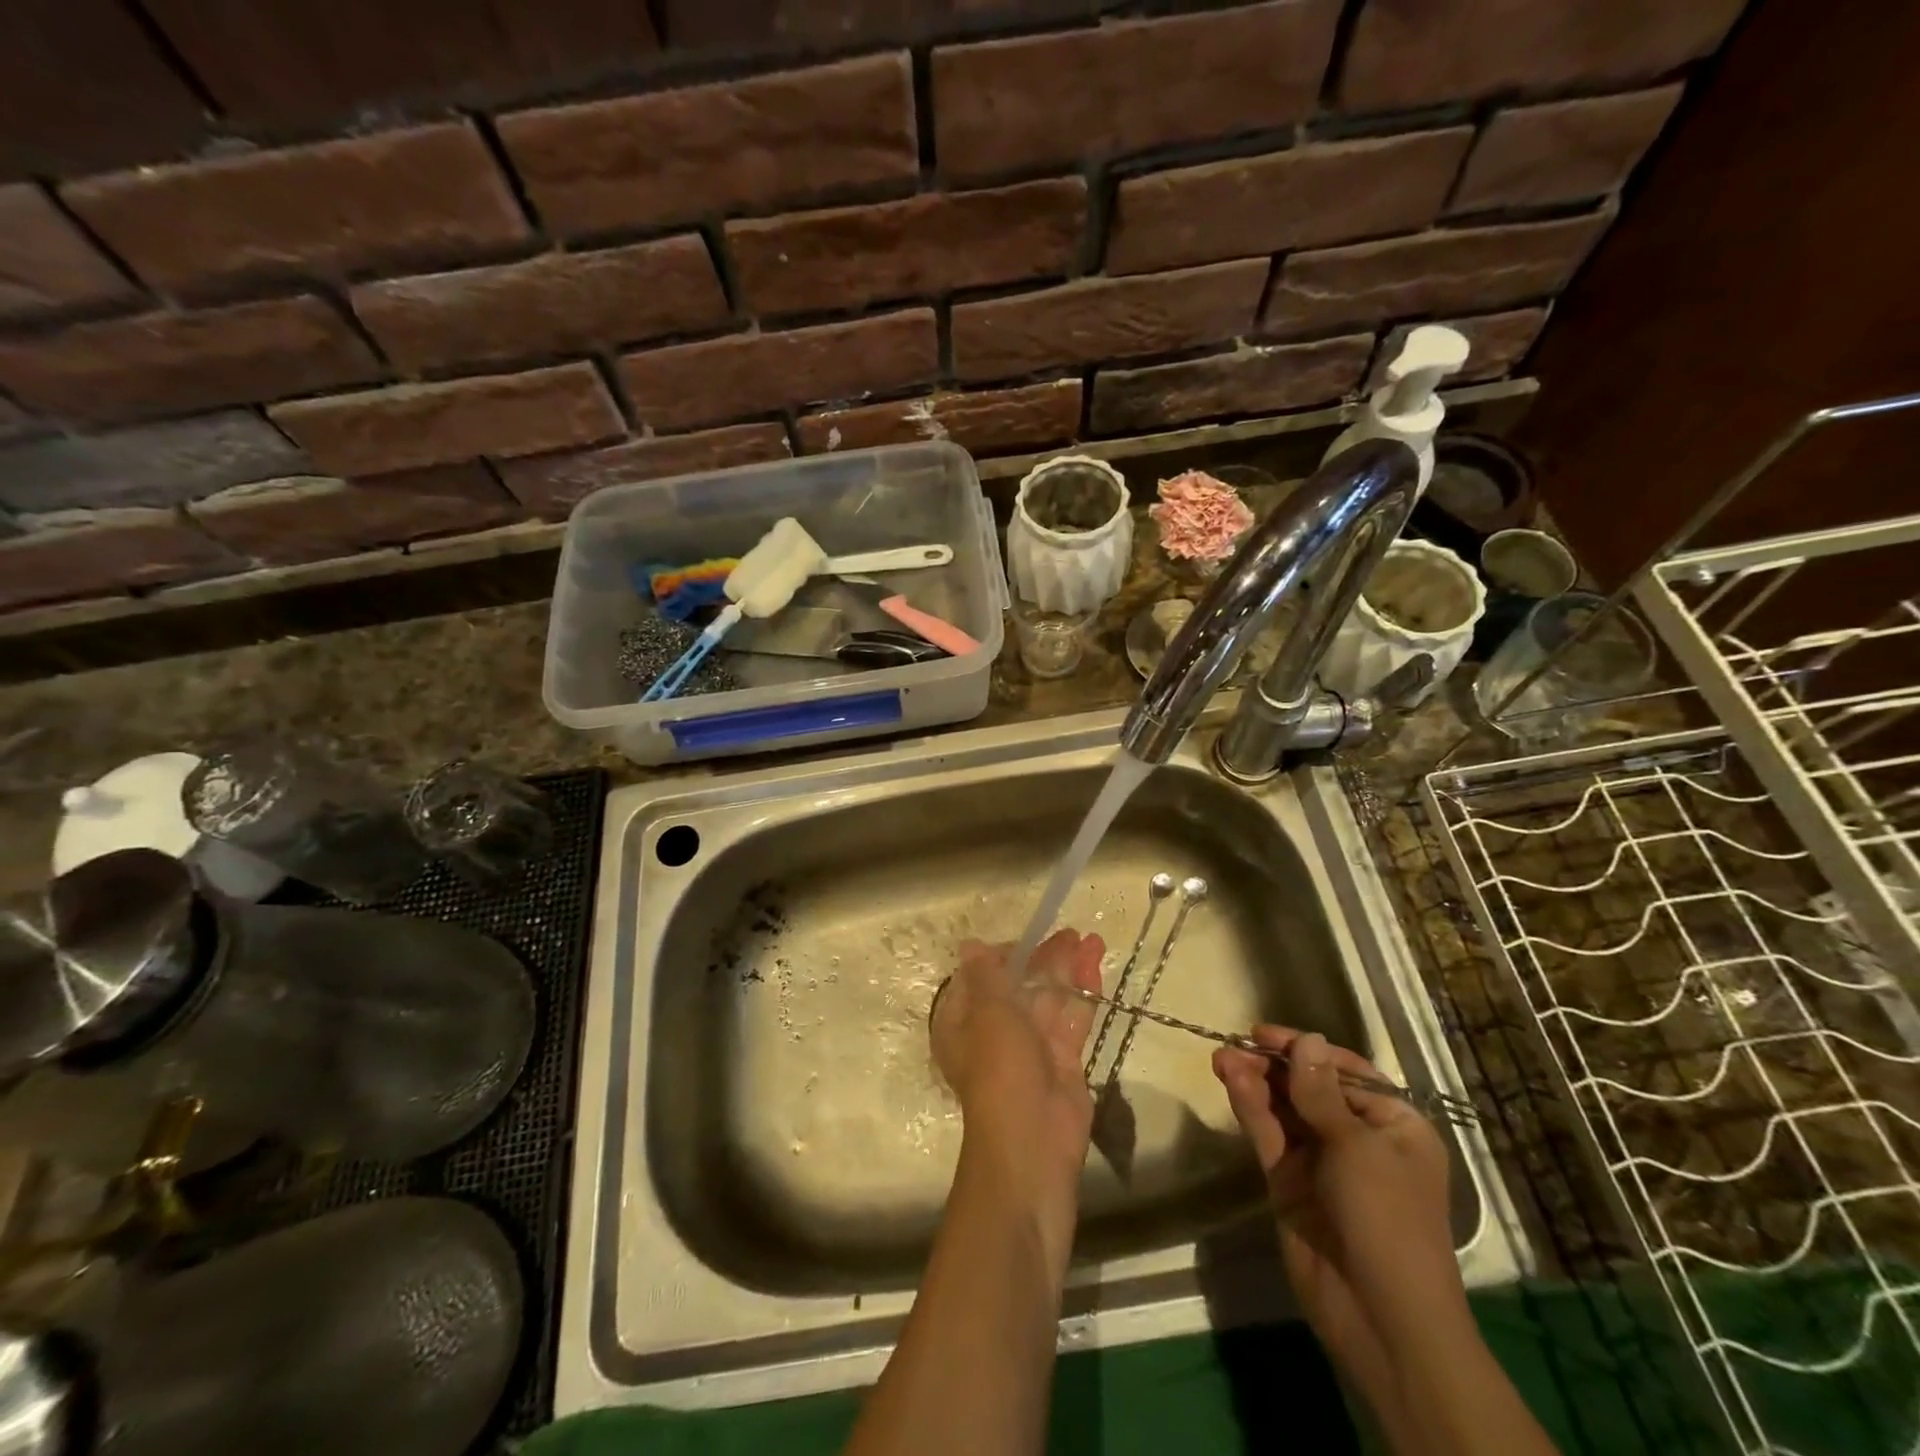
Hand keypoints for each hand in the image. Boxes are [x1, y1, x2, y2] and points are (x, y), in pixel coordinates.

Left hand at [931, 931, 1104, 1193]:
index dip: (1004, 956)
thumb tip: (971, 944)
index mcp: (964, 1022)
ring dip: (1069, 970)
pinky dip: (1084, 993)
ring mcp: (1031, 1048)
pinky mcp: (1063, 1061)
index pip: (981, 979)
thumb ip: (987, 976)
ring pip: (1050, 999)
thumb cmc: (999, 1070)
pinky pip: (1072, 1019)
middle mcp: (995, 1032)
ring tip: (1093, 940)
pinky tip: (1097, 967)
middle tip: (1071, 933)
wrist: (1032, 1144)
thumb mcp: (988, 1014)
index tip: (1028, 939)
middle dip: (1044, 959)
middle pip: (1021, 986)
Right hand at [1212, 1026, 1468, 1413]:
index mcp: (1394, 1126)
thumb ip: (1320, 1091)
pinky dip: (1250, 1107)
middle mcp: (1357, 1137)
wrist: (1380, 1317)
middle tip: (1235, 1044)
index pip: (1345, 1071)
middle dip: (1273, 1064)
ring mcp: (1320, 1161)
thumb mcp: (1357, 1147)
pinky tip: (1231, 1082)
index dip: (1307, 1050)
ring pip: (1283, 1108)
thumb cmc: (1386, 1219)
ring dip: (1255, 1081)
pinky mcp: (1289, 1182)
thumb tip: (1307, 1039)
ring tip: (1222, 1057)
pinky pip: (1269, 1135)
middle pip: (1309, 1086)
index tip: (1266, 1033)